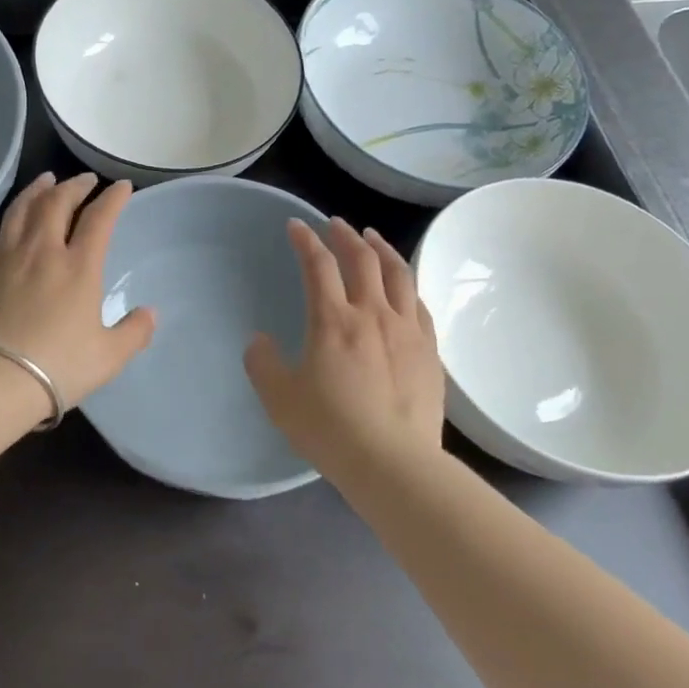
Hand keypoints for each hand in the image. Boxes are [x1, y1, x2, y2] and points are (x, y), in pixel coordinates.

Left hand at [0, 172, 155, 409]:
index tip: (122, 187)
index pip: (99, 219)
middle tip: (86, 180)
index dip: (113, 198)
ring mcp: (8, 257)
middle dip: (75, 185)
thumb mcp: (108, 357)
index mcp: (78, 267)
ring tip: (47, 180)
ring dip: (39, 189)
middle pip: (58, 202)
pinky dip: (16, 214)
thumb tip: (150, 313)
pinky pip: (3, 230)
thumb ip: (134, 332)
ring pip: (24, 208)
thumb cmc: (58, 367)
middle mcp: (42, 251)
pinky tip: (17, 220)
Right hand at [245, 218, 446, 478]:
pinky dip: (406, 285)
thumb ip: (262, 364)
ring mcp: (406, 331)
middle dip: (346, 235)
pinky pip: (419, 305)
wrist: (393, 463)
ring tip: (373, 238)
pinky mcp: (429, 351)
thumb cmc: (329, 428)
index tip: (295, 226)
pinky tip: (402, 287)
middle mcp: (372, 314)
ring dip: (382, 249)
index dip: (305, 240)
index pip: (318, 265)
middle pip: (363, 259)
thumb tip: (259, 341)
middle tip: (336, 224)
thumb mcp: (279, 398)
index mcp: (332, 320)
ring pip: (398, 275)